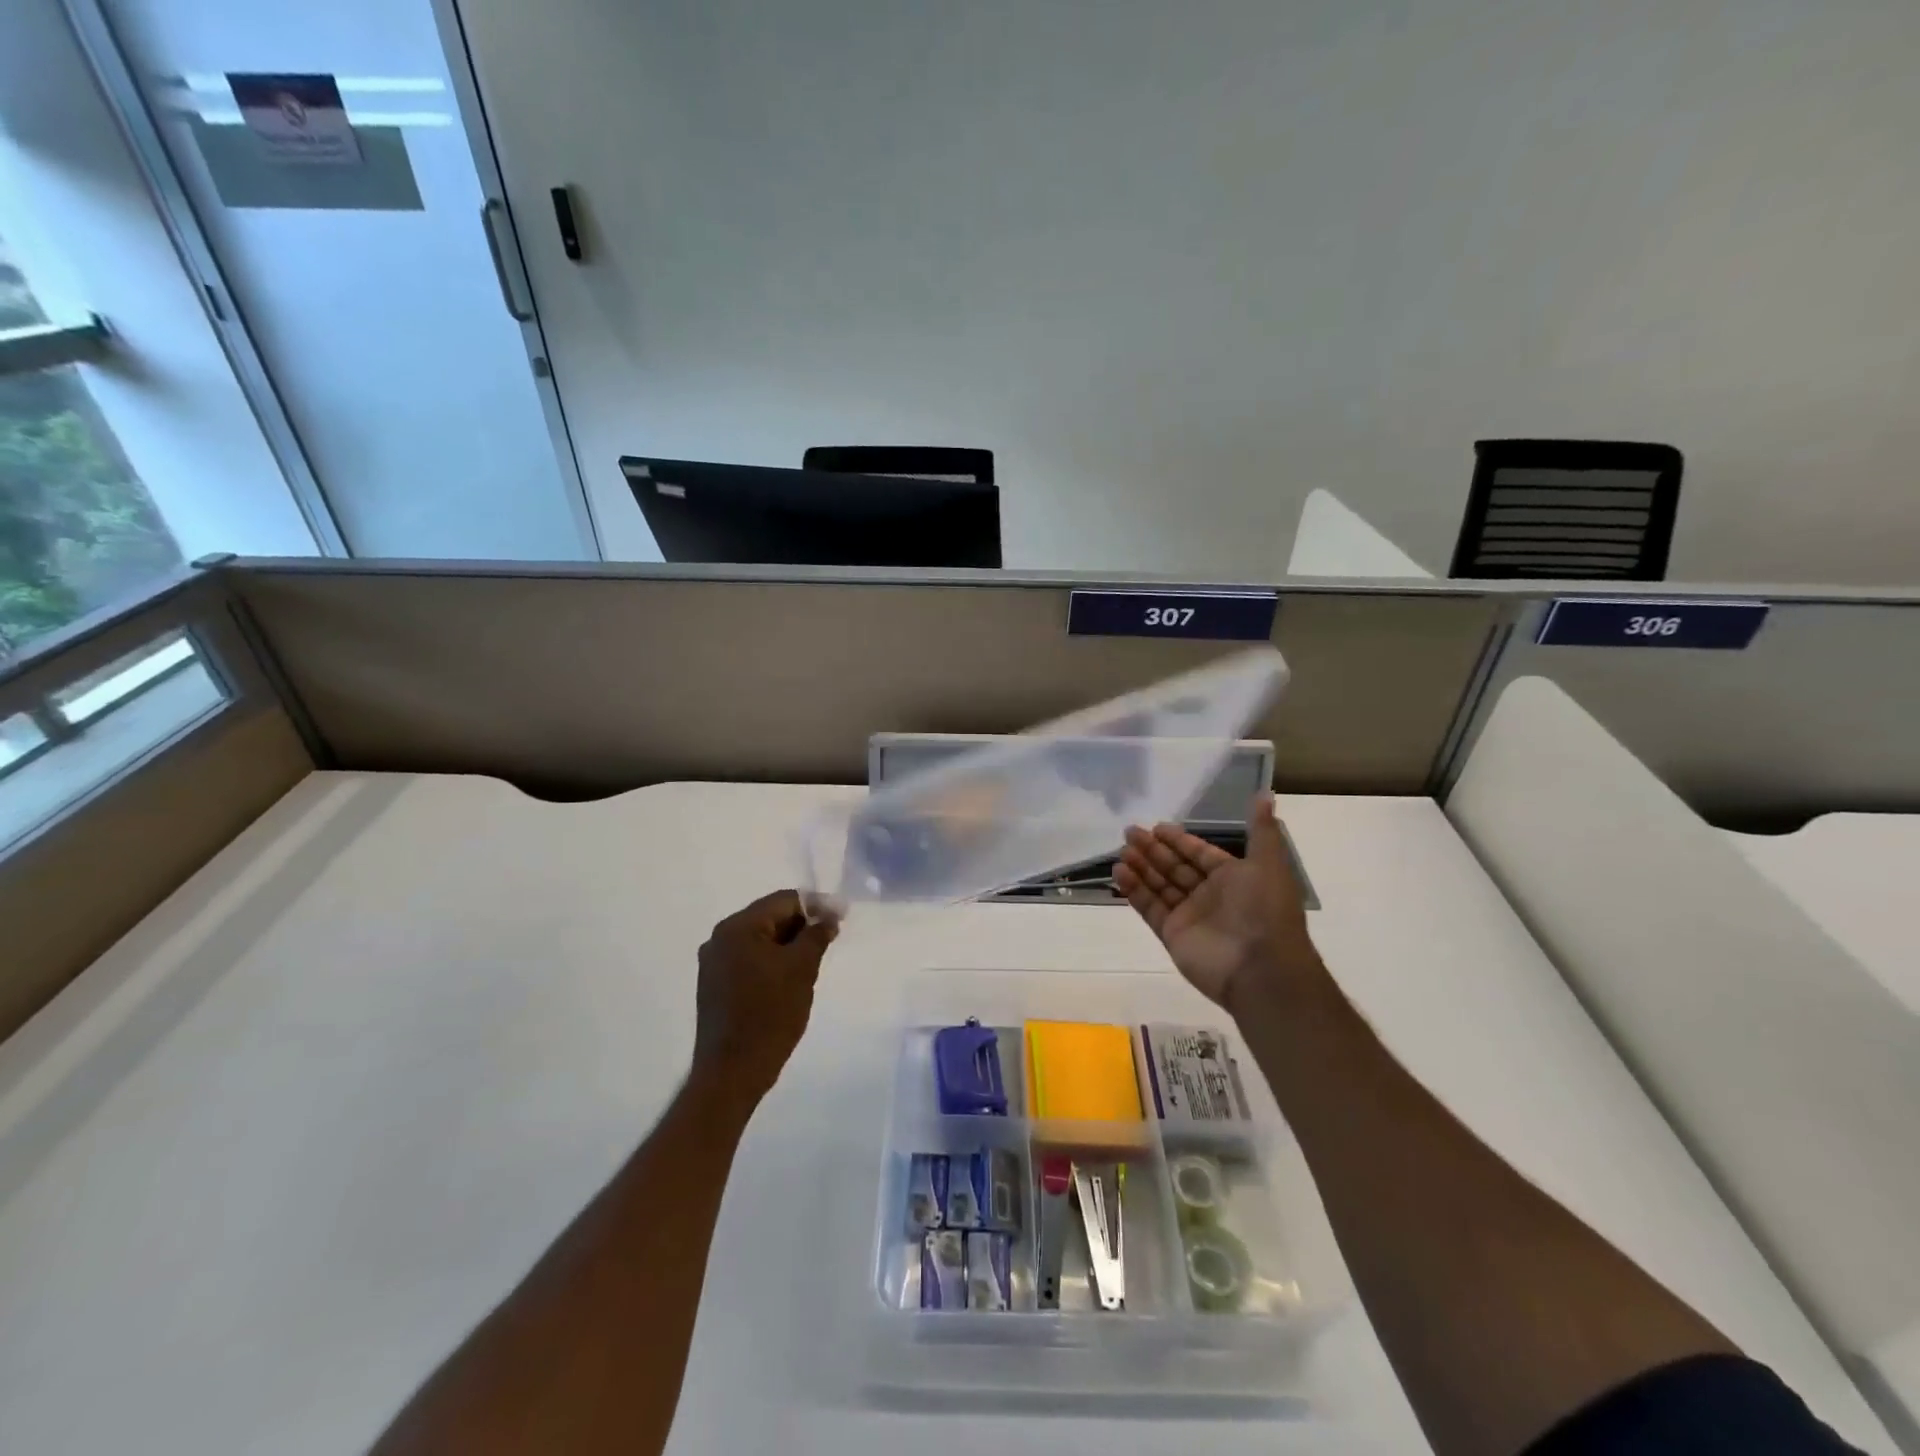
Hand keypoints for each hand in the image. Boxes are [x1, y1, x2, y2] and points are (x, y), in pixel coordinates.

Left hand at [692, 891, 839, 1105]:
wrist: (732, 1072)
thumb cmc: (770, 1014)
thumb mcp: (802, 968)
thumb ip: (817, 935)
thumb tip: (828, 916)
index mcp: (737, 927)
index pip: (783, 901)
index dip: (816, 905)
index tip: (841, 918)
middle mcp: (720, 939)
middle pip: (770, 918)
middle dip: (802, 926)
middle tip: (831, 939)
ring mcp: (714, 964)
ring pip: (761, 940)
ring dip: (789, 945)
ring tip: (814, 961)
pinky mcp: (716, 986)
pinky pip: (750, 960)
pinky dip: (773, 962)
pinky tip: (791, 979)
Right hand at [1115, 795, 1321, 1011]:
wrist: (1261, 967)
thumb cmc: (1265, 909)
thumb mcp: (1268, 863)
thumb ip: (1261, 830)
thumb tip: (1264, 794)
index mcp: (1233, 878)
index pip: (1199, 853)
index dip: (1179, 840)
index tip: (1156, 826)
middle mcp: (1210, 895)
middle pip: (1175, 867)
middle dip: (1154, 850)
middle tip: (1129, 831)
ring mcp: (1189, 916)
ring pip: (1160, 885)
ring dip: (1141, 867)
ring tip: (1122, 849)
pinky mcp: (1172, 934)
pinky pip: (1150, 907)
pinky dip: (1134, 890)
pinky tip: (1119, 871)